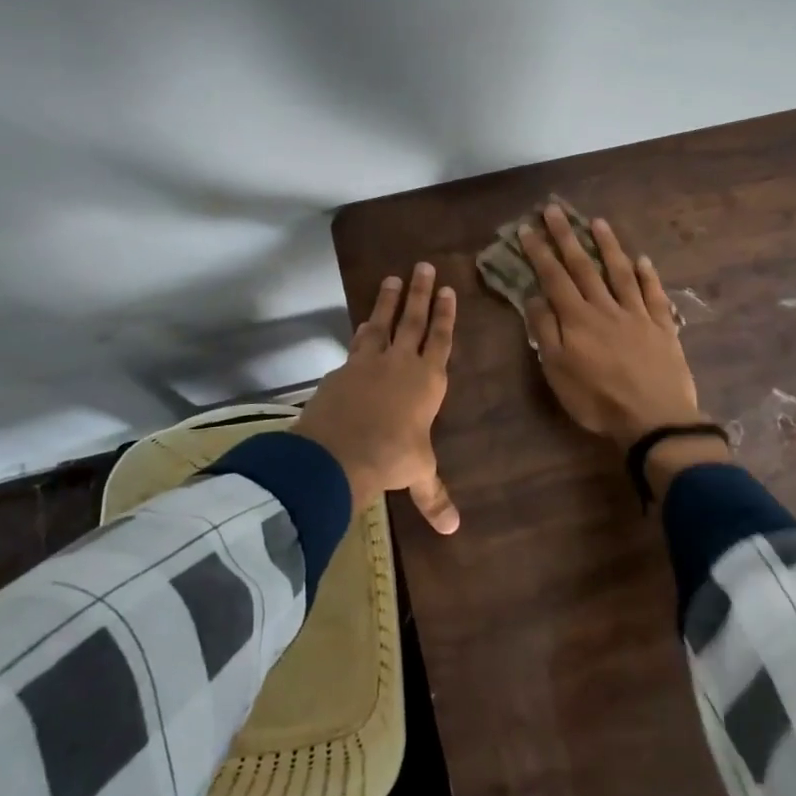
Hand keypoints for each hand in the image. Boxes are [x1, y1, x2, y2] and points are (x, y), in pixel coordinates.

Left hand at [293, 262, 460, 533]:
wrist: (340, 451)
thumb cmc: (392, 458)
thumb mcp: (417, 473)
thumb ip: (434, 495)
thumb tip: (454, 530)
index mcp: (429, 381)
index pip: (441, 340)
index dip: (445, 315)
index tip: (447, 290)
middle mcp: (402, 363)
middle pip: (414, 320)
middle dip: (420, 293)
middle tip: (423, 265)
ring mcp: (371, 361)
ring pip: (384, 322)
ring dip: (388, 300)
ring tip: (392, 278)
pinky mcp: (344, 368)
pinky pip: (357, 343)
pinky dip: (362, 330)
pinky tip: (362, 324)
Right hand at [519, 205, 700, 446]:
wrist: (654, 419)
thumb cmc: (598, 400)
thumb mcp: (558, 372)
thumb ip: (545, 331)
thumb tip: (534, 296)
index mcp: (578, 319)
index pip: (554, 277)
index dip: (540, 252)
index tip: (528, 228)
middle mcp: (606, 308)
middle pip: (584, 266)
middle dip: (566, 237)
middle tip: (554, 210)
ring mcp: (637, 314)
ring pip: (620, 272)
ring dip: (608, 246)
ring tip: (598, 222)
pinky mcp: (662, 326)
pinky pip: (654, 294)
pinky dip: (648, 276)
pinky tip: (643, 260)